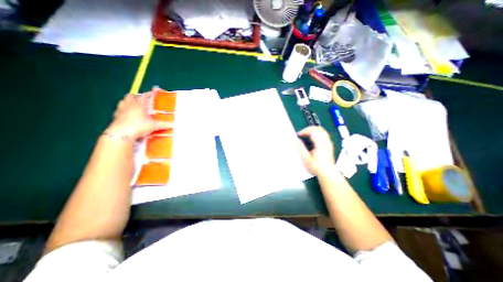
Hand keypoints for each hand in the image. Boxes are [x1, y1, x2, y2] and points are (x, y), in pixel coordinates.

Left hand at [106, 92, 173, 140]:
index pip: (144, 96)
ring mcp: (120, 110)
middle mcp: (129, 105)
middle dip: (136, 96)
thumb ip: (164, 125)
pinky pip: (118, 110)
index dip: (149, 94)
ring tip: (133, 106)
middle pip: (131, 96)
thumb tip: (174, 125)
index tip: (153, 93)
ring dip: (128, 102)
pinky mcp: (115, 117)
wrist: (121, 135)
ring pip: (123, 101)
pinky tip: (127, 115)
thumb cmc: (139, 127)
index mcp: (139, 105)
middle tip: (142, 100)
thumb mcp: (154, 126)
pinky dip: (123, 110)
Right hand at [296, 126, 334, 175]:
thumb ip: (301, 149)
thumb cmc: (317, 167)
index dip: (304, 131)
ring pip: (322, 130)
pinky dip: (317, 132)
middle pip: (318, 128)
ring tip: (306, 134)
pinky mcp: (329, 144)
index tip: (299, 134)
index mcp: (320, 145)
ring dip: (313, 130)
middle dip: (308, 128)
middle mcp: (326, 142)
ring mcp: (328, 143)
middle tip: (302, 133)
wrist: (327, 173)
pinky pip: (324, 134)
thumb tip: (298, 141)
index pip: (313, 131)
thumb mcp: (306, 159)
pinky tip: (313, 137)